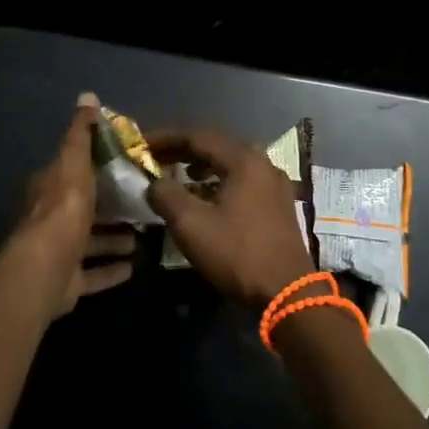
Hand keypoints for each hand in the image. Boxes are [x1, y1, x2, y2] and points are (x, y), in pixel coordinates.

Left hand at [3, 98, 136, 318]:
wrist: (45, 269)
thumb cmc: (63, 210)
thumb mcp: (74, 162)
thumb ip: (81, 133)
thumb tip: (87, 96)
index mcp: (49, 189)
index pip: (73, 170)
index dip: (96, 166)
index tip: (127, 164)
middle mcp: (49, 220)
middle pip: (83, 209)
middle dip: (110, 206)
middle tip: (143, 202)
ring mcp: (57, 254)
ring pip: (89, 243)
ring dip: (113, 239)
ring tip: (142, 235)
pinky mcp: (66, 283)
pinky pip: (92, 275)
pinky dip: (110, 270)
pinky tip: (133, 266)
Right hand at [145, 129, 313, 307]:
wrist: (287, 292)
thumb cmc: (237, 254)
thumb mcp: (191, 225)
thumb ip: (166, 195)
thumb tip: (154, 182)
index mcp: (244, 160)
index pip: (198, 136)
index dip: (166, 138)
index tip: (141, 145)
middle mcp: (263, 163)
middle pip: (217, 146)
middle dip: (183, 150)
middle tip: (156, 158)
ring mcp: (275, 184)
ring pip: (231, 163)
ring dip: (202, 166)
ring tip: (178, 176)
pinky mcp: (279, 204)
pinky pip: (243, 180)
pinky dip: (219, 181)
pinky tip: (206, 197)